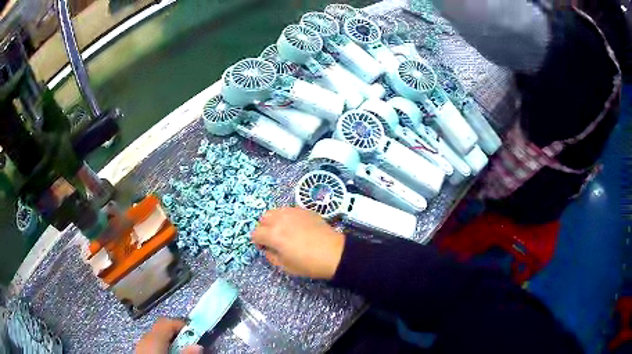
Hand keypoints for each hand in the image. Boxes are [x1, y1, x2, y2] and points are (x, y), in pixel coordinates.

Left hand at [135, 318, 202, 353]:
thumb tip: (197, 346)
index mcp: (154, 338)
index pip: (167, 322)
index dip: (181, 325)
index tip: (194, 332)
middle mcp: (145, 338)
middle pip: (161, 329)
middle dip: (176, 334)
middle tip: (189, 344)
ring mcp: (140, 345)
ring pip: (155, 337)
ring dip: (168, 341)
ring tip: (179, 351)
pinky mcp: (139, 351)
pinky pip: (151, 344)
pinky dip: (161, 346)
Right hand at [252, 207, 344, 278]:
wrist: (333, 253)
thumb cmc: (308, 263)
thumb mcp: (285, 266)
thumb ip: (271, 256)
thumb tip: (267, 248)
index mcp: (273, 235)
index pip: (256, 233)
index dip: (258, 242)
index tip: (266, 248)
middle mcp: (280, 220)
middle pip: (263, 219)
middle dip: (264, 229)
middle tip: (273, 239)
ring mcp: (293, 212)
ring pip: (275, 211)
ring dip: (274, 220)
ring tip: (283, 231)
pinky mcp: (304, 210)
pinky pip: (289, 210)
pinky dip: (287, 217)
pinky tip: (296, 227)